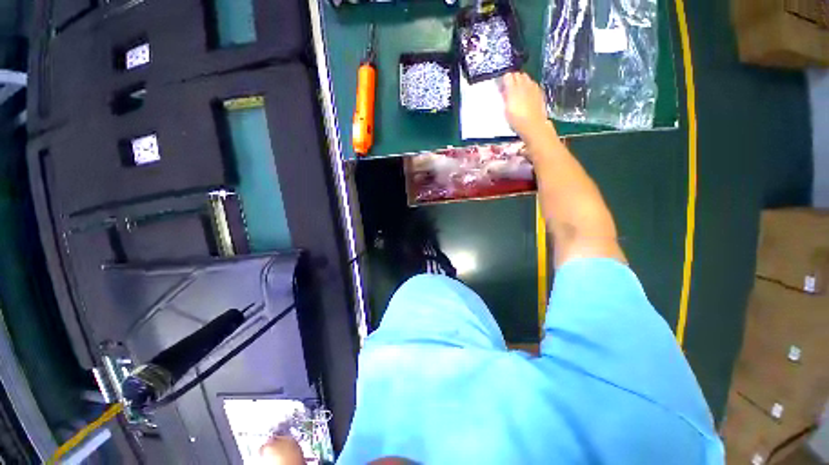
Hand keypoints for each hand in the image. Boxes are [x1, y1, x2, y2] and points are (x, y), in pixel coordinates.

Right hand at [500, 72, 554, 140]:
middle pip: (518, 75)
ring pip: (526, 78)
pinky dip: (528, 87)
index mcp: (513, 87)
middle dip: (513, 79)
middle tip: (508, 89)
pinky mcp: (539, 92)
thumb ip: (505, 96)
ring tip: (517, 92)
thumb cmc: (516, 119)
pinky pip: (532, 85)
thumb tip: (504, 89)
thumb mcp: (506, 109)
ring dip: (521, 82)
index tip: (501, 87)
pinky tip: (526, 96)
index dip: (504, 80)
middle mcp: (524, 83)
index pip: (508, 76)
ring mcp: (533, 87)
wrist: (533, 125)